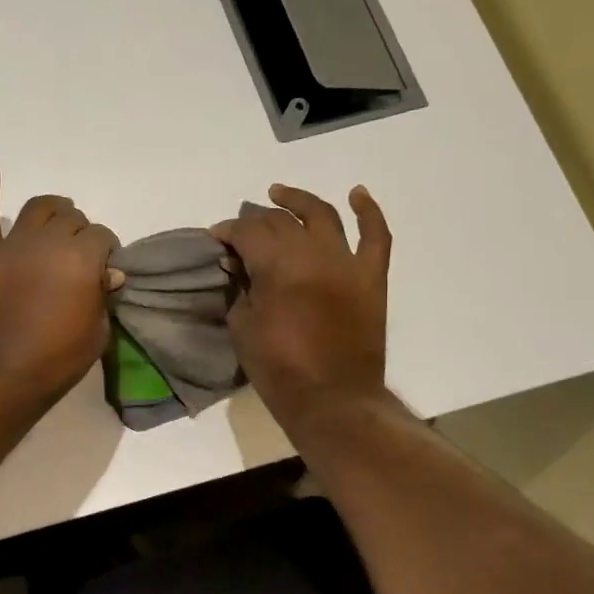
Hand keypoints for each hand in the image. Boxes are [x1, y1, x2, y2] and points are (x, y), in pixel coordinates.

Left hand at [0, 163, 122, 409]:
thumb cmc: (56, 360)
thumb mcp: (97, 333)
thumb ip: (102, 295)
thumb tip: (107, 273)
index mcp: (82, 258)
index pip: (102, 236)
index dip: (106, 251)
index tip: (103, 271)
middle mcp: (48, 241)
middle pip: (72, 218)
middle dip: (81, 233)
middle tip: (79, 256)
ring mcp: (12, 244)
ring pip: (37, 208)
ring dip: (53, 210)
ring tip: (57, 219)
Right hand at [212, 183, 393, 433]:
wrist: (332, 399)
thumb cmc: (278, 368)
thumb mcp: (241, 326)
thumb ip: (240, 288)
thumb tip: (240, 266)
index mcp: (277, 266)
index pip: (247, 231)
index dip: (228, 230)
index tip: (217, 239)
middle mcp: (313, 254)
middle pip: (280, 221)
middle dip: (255, 221)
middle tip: (241, 232)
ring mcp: (346, 263)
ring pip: (322, 215)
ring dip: (298, 201)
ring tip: (280, 194)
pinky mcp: (371, 277)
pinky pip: (376, 236)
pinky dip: (369, 212)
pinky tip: (358, 194)